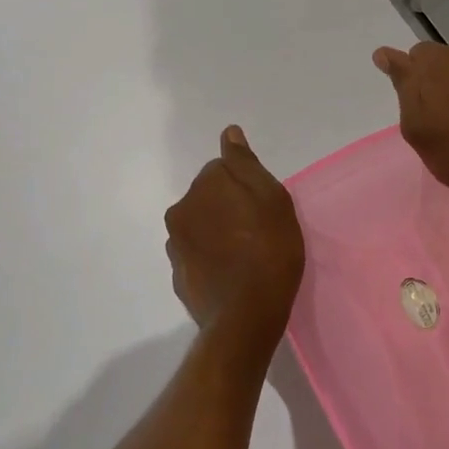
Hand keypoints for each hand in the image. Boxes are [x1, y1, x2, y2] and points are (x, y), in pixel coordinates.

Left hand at [165, 126, 305, 335]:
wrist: (246, 315)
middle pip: (208, 198)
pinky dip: (210, 259)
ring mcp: (175, 246)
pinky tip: (231, 275)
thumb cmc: (269, 251)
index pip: (223, 170)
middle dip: (227, 207)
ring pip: (200, 227)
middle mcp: (180, 211)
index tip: (263, 208)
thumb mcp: (272, 199)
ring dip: (217, 233)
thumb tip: (229, 133)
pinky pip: (197, 256)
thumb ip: (246, 164)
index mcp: (203, 187)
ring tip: (246, 257)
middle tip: (259, 231)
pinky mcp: (178, 276)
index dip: (246, 187)